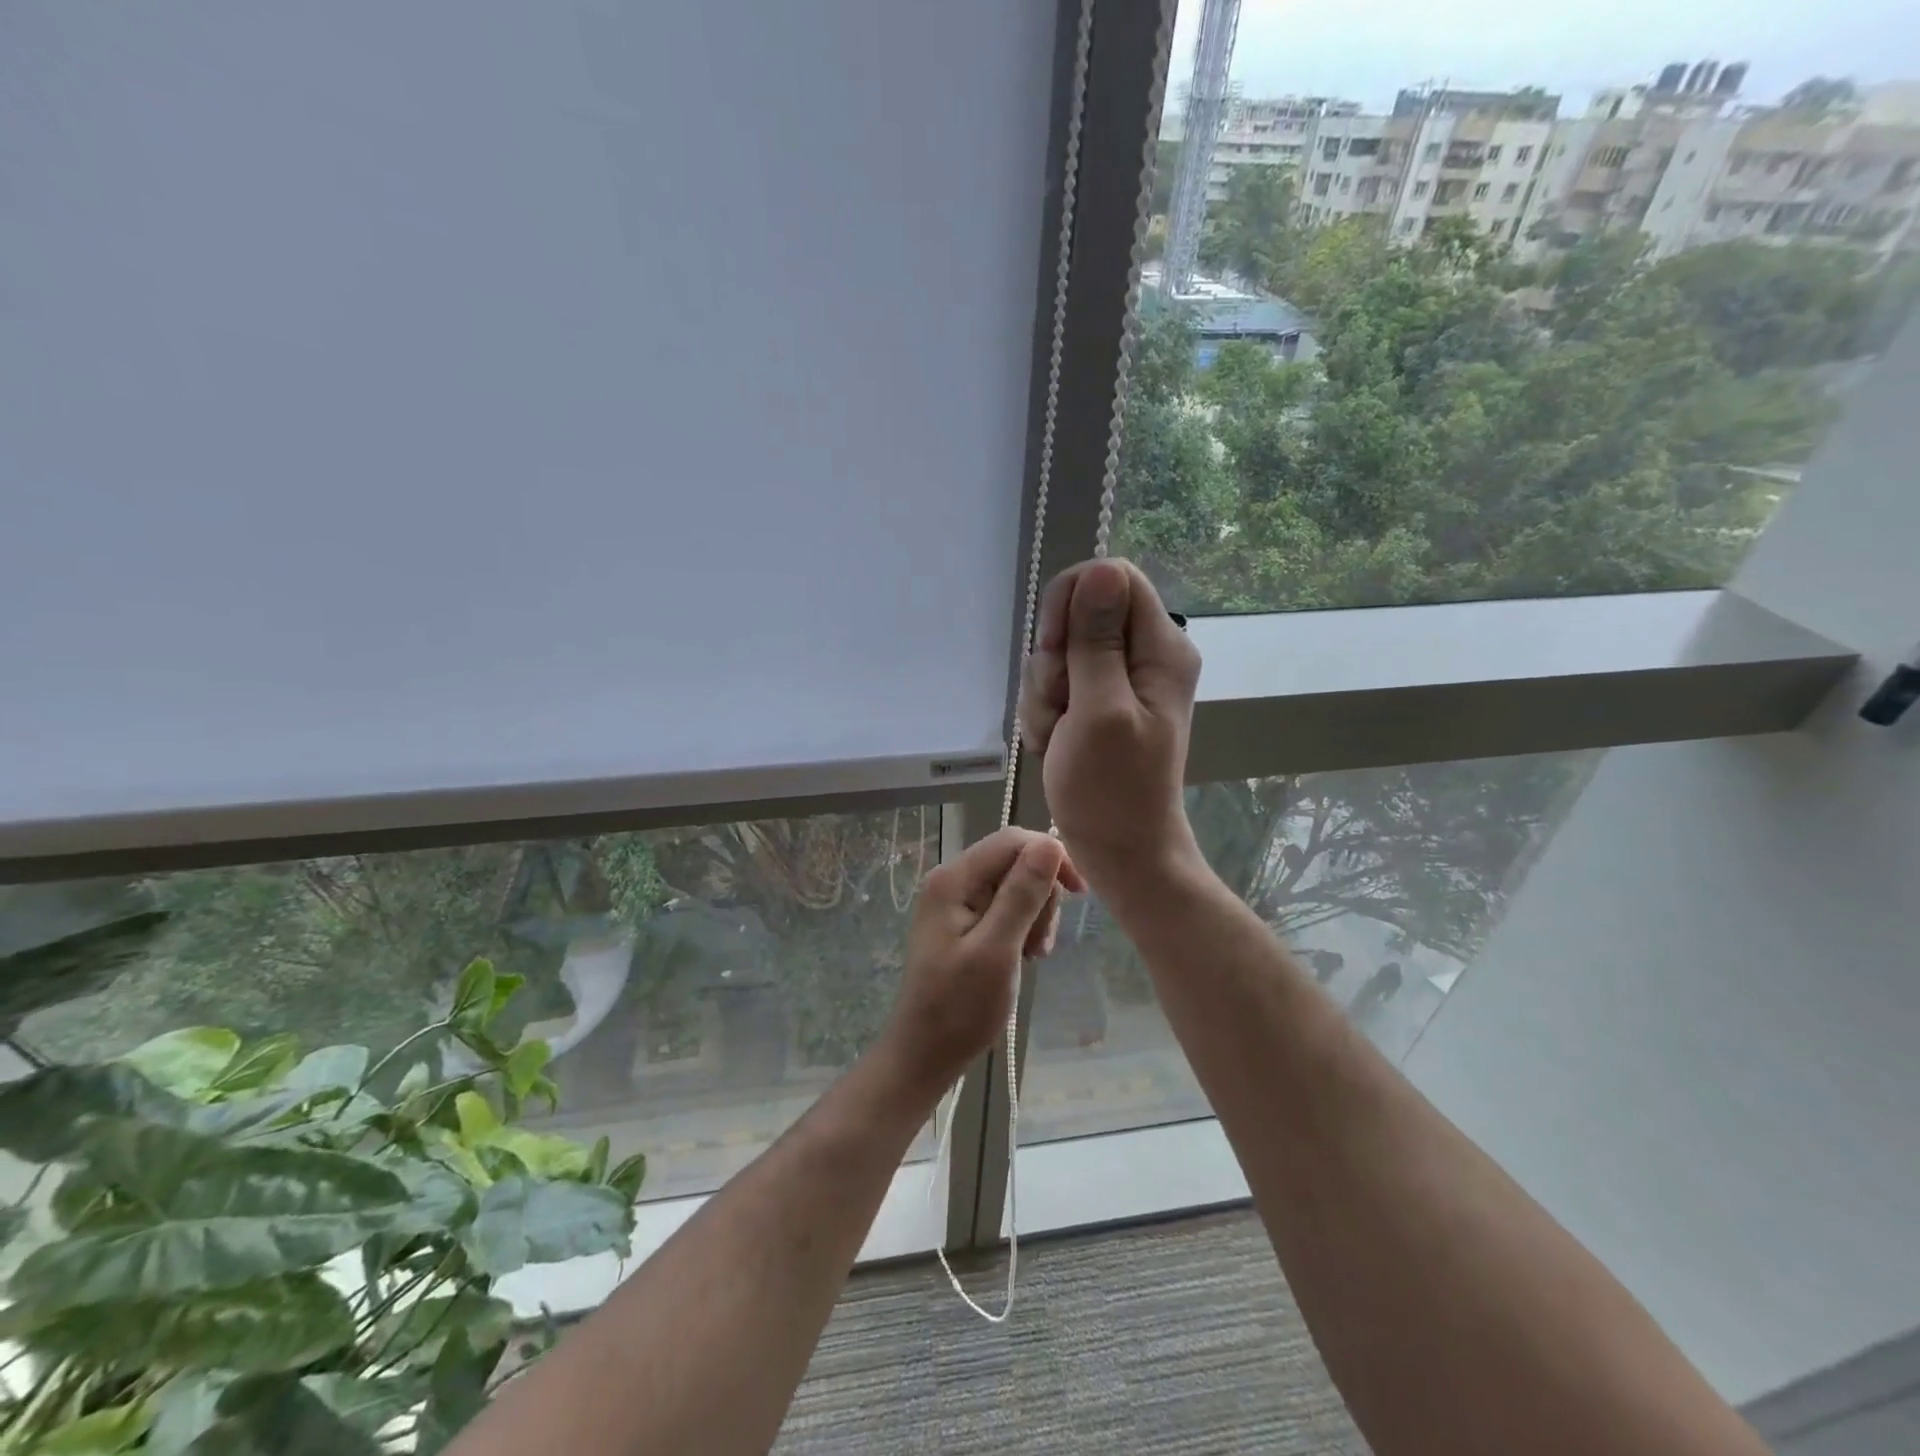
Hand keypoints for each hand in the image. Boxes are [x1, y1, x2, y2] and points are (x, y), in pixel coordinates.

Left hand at [882, 827, 1084, 1090]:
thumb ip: (1022, 894)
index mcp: (953, 879)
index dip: (1051, 857)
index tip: (1079, 893)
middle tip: (1040, 943)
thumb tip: (1049, 842)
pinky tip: (1024, 956)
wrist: (924, 1054)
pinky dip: (1022, 927)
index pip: (1012, 840)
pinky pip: (1004, 907)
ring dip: (1034, 915)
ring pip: (1015, 885)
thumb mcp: (997, 950)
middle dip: (1040, 895)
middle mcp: (952, 880)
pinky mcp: (963, 922)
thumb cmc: (959, 1008)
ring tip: (1032, 954)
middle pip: (1015, 861)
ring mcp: (956, 902)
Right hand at [1019, 558, 1202, 896]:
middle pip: (1079, 613)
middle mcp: (1143, 654)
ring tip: (1059, 735)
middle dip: (1054, 658)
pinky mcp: (1095, 702)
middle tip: (1060, 702)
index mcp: (1160, 648)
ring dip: (1044, 693)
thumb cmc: (1112, 789)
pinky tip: (1054, 743)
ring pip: (1059, 652)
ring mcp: (1117, 679)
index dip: (1074, 601)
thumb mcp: (1099, 710)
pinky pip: (1054, 683)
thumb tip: (1099, 567)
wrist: (1118, 849)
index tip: (1057, 648)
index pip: (1113, 577)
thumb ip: (1097, 640)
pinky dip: (1044, 712)